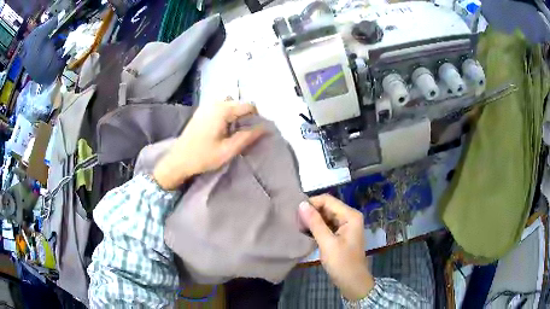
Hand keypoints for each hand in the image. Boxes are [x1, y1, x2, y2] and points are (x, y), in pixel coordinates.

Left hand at [153, 101, 264, 189]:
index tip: (256, 131)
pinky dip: (227, 113)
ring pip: (229, 103)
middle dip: (246, 115)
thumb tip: (264, 128)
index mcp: (222, 110)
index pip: (248, 106)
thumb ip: (247, 137)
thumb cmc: (203, 157)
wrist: (178, 160)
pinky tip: (224, 128)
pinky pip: (220, 106)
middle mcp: (215, 103)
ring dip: (236, 114)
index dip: (256, 117)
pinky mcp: (201, 110)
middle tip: (246, 132)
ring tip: (236, 130)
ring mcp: (206, 105)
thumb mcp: (228, 150)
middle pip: (239, 103)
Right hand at [299, 194, 374, 300]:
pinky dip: (317, 227)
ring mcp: (346, 226)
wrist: (352, 282)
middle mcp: (349, 217)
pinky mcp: (341, 234)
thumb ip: (315, 223)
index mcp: (350, 215)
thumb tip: (301, 204)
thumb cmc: (342, 263)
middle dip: (312, 212)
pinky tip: (306, 232)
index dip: (311, 203)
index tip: (295, 212)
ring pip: (326, 216)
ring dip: (313, 220)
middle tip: (295, 221)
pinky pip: (327, 225)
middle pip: (327, 207)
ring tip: (298, 226)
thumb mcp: (327, 243)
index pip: (328, 200)